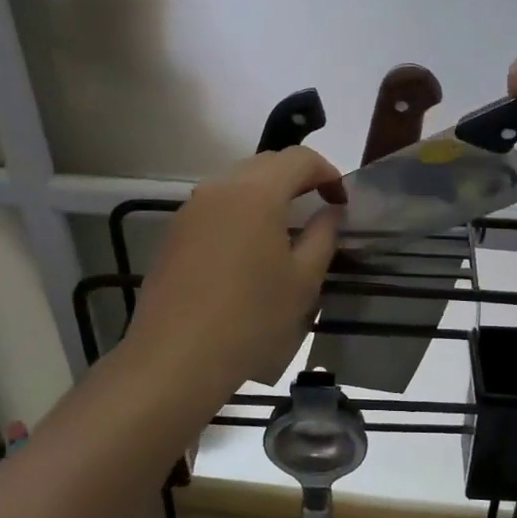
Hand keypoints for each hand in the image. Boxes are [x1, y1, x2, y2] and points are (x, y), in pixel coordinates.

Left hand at [125, 147, 343, 397]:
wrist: (176, 358)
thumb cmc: (251, 318)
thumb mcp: (303, 280)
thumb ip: (323, 235)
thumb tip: (331, 211)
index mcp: (257, 192)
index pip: (300, 159)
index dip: (328, 174)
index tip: (342, 203)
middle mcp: (220, 187)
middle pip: (266, 163)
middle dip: (298, 178)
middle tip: (318, 208)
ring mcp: (191, 208)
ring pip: (237, 182)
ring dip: (267, 193)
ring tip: (285, 228)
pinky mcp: (174, 232)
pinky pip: (216, 205)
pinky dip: (240, 211)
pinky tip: (248, 248)